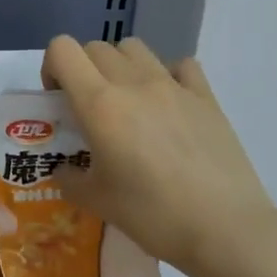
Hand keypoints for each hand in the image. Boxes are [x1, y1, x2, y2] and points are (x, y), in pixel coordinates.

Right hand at [41, 36, 276, 276]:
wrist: (224, 229)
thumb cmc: (152, 215)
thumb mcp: (97, 202)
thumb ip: (70, 179)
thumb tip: (64, 170)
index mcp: (100, 104)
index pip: (63, 50)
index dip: (52, 67)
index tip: (58, 100)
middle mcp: (134, 83)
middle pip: (96, 48)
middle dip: (83, 69)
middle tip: (88, 108)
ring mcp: (174, 86)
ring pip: (135, 48)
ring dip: (120, 66)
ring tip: (126, 102)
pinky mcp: (206, 97)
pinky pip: (180, 66)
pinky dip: (167, 75)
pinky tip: (168, 105)